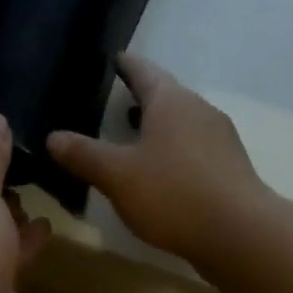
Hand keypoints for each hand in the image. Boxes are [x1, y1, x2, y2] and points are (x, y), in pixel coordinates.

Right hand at [47, 57, 271, 265]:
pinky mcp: (230, 170)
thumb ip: (84, 155)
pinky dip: (174, 154)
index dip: (126, 65)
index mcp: (171, 101)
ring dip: (159, 129)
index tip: (115, 59)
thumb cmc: (173, 193)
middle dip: (143, 100)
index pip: (144, 71)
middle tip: (116, 104)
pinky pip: (195, 151)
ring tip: (134, 141)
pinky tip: (162, 175)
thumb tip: (53, 137)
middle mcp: (200, 111)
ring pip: (183, 125)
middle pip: (167, 97)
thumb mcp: (117, 175)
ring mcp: (221, 140)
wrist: (239, 233)